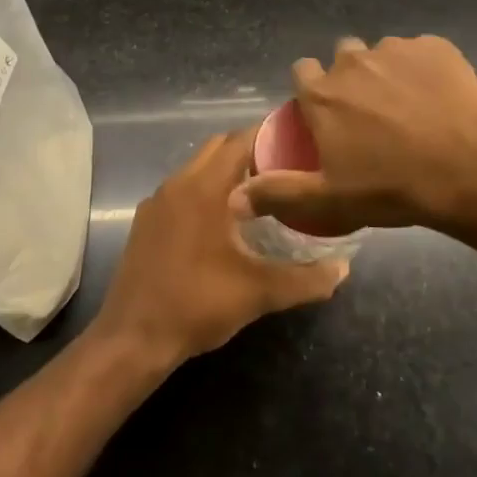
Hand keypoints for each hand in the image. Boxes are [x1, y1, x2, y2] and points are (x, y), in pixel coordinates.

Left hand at [96, 130, 348, 365]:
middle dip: (249, 151)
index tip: (297, 142)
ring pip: (196, 168)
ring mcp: (156, 203)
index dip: (269, 137)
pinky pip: (181, 190)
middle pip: (217, 148)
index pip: (239, 141)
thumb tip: (344, 269)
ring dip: (225, 172)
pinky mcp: (146, 222)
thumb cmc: (197, 305)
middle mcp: (177, 184)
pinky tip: (223, 222)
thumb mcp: (258, 293)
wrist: (133, 339)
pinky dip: (204, 191)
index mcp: (203, 188)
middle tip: (284, 169)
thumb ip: (305, 279)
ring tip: (260, 193)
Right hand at [231, 35, 476, 236]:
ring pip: (382, 54)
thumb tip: (234, 199)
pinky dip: (424, 69)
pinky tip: (440, 97)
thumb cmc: (393, 186)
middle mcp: (353, 62)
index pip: (302, 72)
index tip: (326, 113)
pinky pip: (421, 52)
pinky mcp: (436, 47)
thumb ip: (279, 193)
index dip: (312, 90)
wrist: (472, 167)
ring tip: (410, 106)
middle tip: (371, 114)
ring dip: (387, 72)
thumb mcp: (330, 199)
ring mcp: (396, 50)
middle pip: (343, 57)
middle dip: (350, 78)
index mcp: (322, 93)